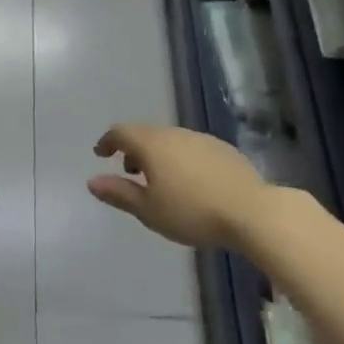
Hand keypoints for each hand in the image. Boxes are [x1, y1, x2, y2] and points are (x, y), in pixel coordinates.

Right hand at [89, 123, 302, 249]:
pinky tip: (189, 182)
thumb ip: (119, 193)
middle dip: (132, 149)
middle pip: (145, 133)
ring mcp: (201, 139)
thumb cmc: (192, 212)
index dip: (107, 141)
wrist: (252, 212)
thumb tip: (92, 181)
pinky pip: (190, 147)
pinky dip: (179, 158)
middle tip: (129, 170)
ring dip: (157, 154)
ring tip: (159, 180)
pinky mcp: (222, 149)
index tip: (101, 154)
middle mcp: (174, 134)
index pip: (121, 132)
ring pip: (169, 139)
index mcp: (151, 145)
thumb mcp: (149, 210)